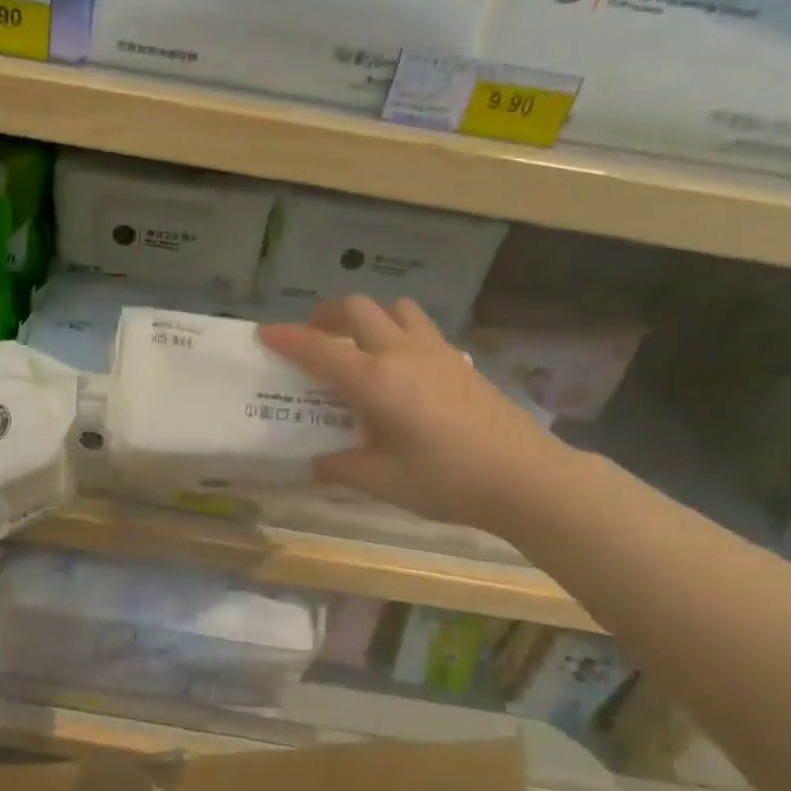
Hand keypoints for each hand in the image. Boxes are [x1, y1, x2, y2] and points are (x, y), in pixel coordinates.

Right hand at [260, 296, 570, 534]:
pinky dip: (397, 330)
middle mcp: (400, 353)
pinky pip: (419, 326)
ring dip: (368, 316)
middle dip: (326, 315)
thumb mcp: (383, 482)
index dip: (287, 338)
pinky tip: (400, 367)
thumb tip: (315, 464)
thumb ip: (342, 468)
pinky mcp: (458, 359)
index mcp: (374, 381)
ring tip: (358, 343)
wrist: (526, 477)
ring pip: (394, 308)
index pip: (319, 349)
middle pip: (357, 309)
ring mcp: (434, 351)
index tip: (264, 333)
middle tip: (313, 337)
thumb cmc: (447, 480)